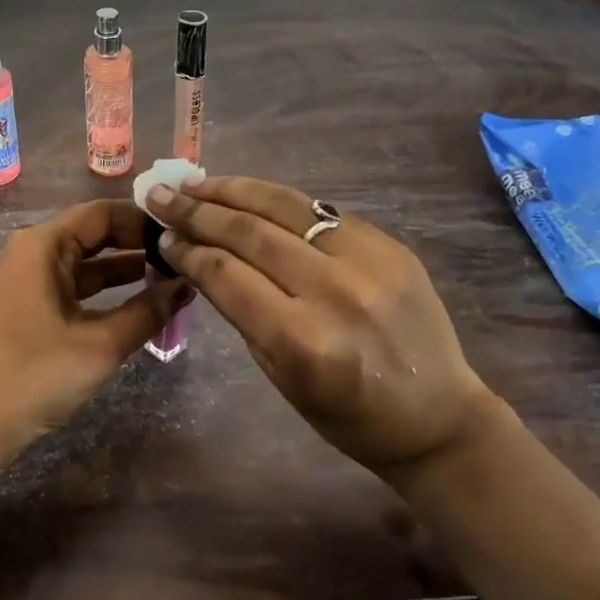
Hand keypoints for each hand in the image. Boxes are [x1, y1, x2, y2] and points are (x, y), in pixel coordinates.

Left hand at [0, 200, 191, 465]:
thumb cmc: (34, 374)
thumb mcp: (99, 345)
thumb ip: (147, 313)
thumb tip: (186, 286)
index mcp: (43, 245)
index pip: (102, 213)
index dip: (143, 220)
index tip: (182, 232)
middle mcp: (33, 252)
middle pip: (94, 233)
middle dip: (138, 243)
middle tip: (183, 254)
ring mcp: (29, 280)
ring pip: (86, 262)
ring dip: (125, 269)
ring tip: (173, 277)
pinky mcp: (29, 306)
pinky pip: (75, 286)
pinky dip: (106, 291)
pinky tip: (140, 303)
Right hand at [146, 176, 492, 481]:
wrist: (437, 416)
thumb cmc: (347, 415)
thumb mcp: (280, 376)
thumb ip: (241, 311)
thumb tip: (202, 258)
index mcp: (302, 340)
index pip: (226, 274)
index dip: (187, 249)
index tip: (162, 235)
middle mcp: (335, 291)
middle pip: (250, 233)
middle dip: (197, 210)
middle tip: (162, 195)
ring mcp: (368, 260)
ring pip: (285, 206)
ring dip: (233, 190)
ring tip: (197, 183)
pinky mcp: (389, 244)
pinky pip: (320, 210)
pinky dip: (277, 200)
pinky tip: (249, 194)